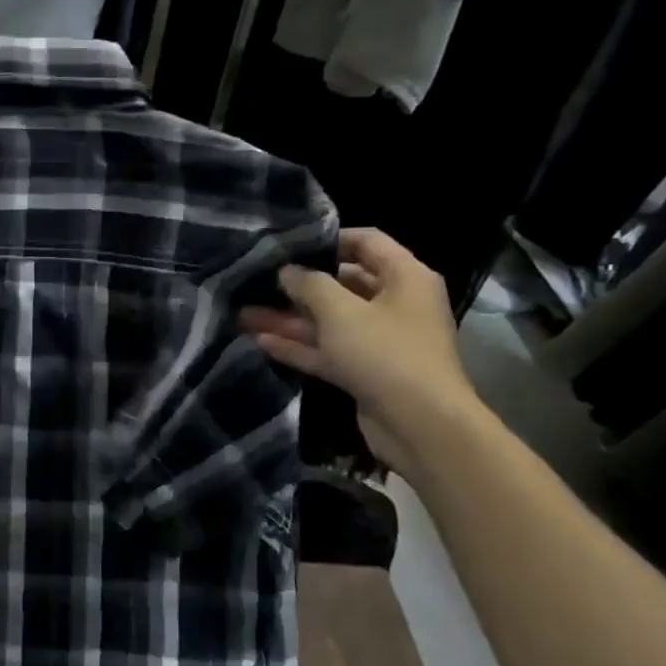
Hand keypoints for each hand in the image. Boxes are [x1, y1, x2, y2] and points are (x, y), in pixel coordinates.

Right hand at [239, 228, 485, 476]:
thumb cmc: (385, 353)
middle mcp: (395, 304)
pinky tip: (260, 342)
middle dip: (299, 285)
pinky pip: (328, 351)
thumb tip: (287, 271)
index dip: (328, 238)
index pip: (367, 242)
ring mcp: (379, 341)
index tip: (289, 243)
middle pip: (343, 284)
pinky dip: (299, 346)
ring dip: (290, 319)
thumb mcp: (341, 311)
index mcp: (405, 278)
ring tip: (245, 314)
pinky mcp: (365, 372)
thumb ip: (309, 285)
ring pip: (329, 322)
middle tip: (258, 280)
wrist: (420, 426)